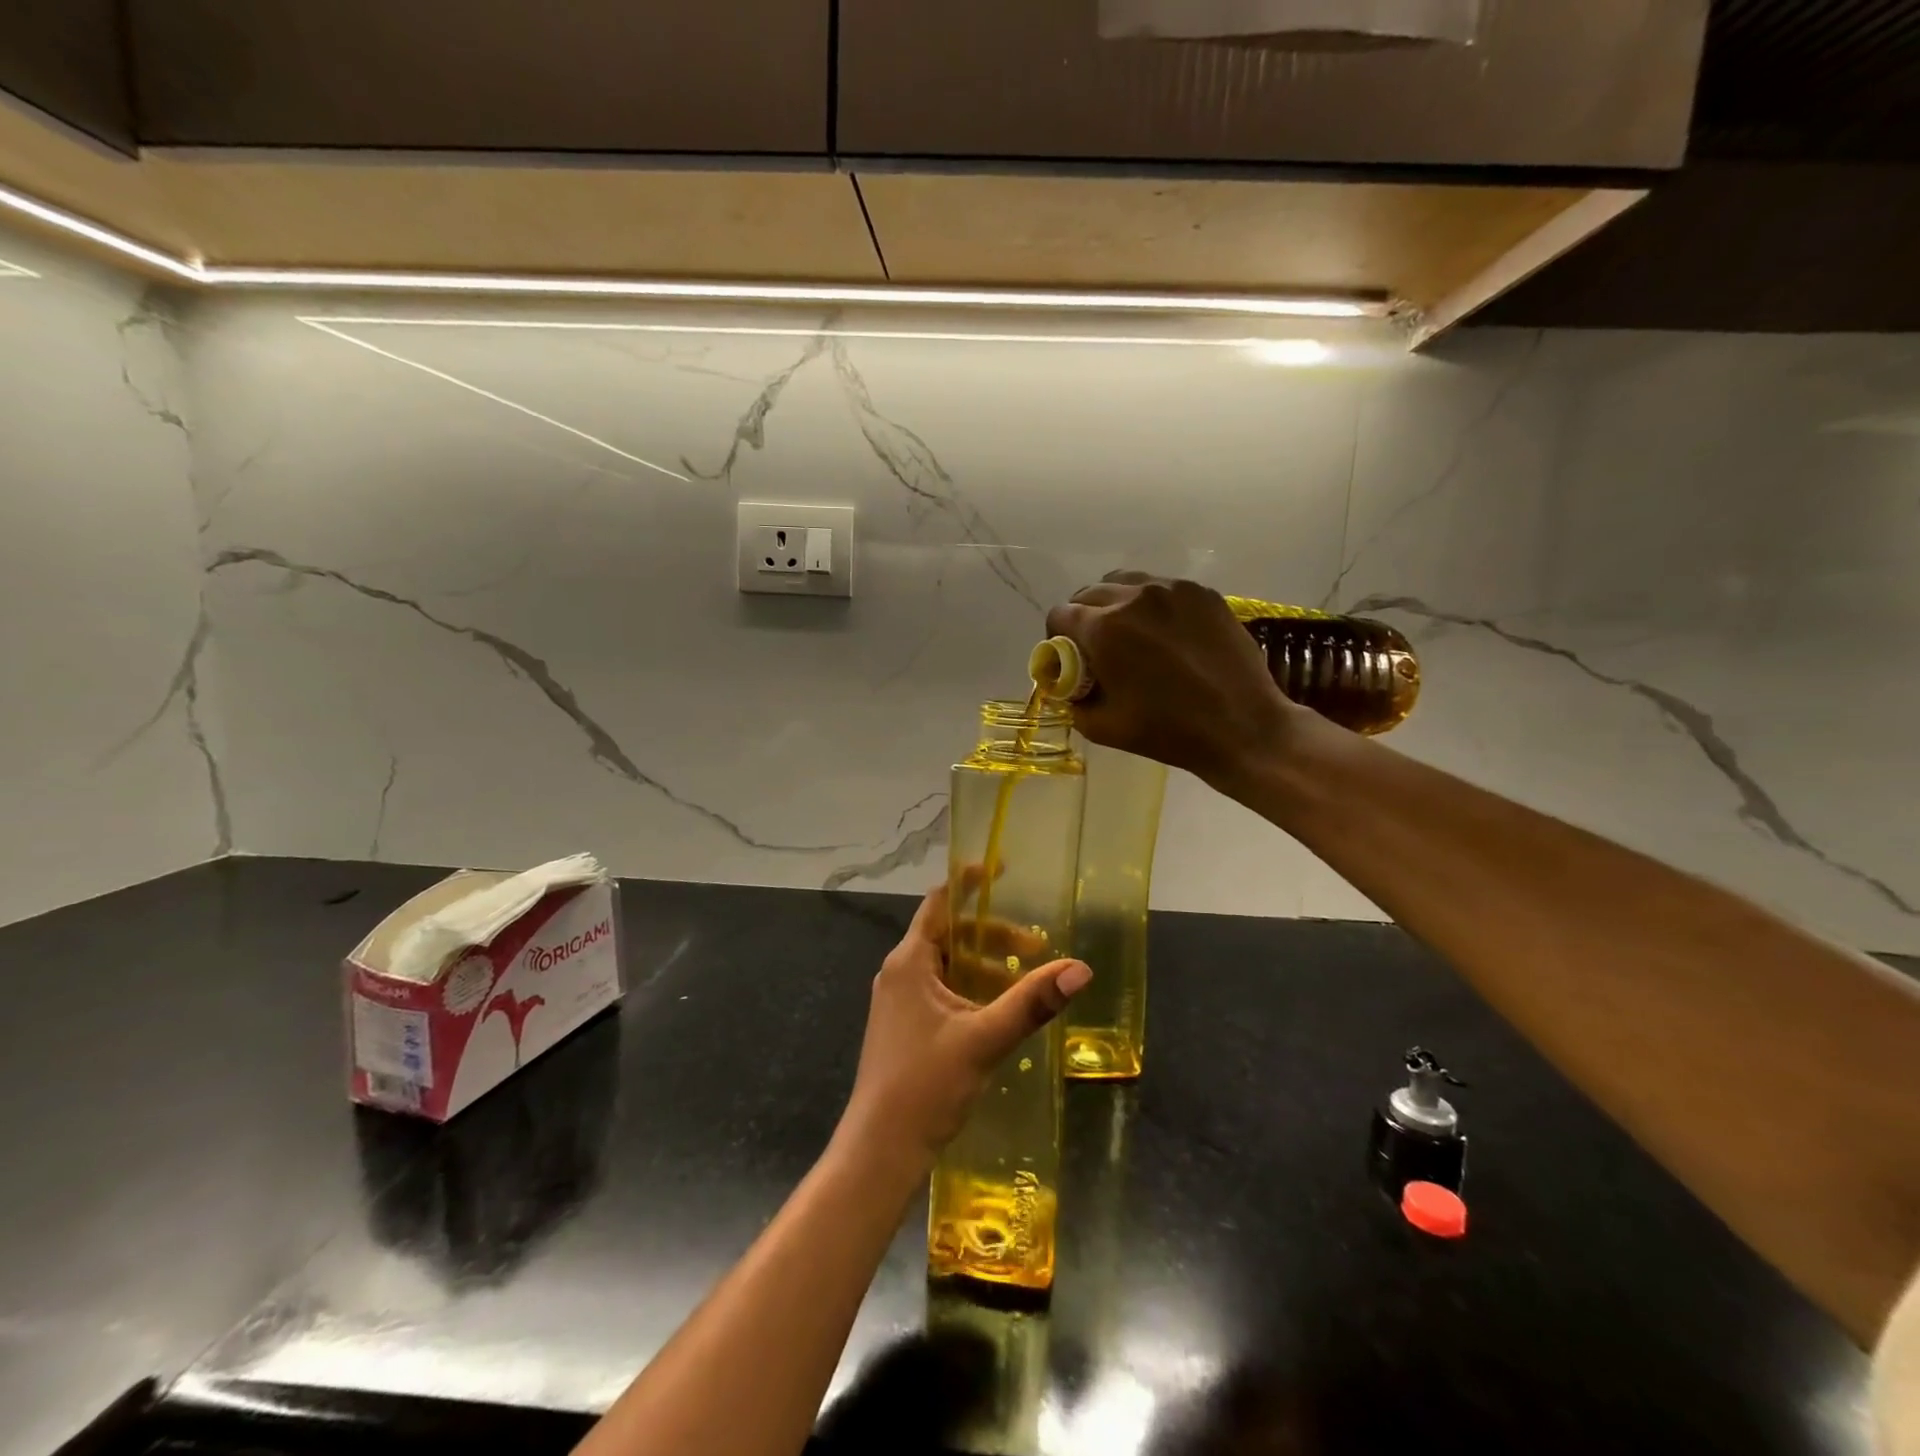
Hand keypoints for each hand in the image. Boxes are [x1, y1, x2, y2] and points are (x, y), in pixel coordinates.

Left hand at [837, 880, 1090, 1173]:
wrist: (880, 1150)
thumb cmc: (925, 1084)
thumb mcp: (985, 1039)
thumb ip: (1031, 1002)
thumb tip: (1080, 970)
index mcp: (910, 961)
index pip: (940, 902)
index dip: (970, 881)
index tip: (1002, 868)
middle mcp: (901, 972)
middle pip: (950, 935)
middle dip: (993, 936)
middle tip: (1036, 946)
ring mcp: (900, 1001)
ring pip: (948, 966)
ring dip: (986, 967)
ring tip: (1026, 983)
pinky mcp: (905, 1026)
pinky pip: (942, 992)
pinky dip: (972, 990)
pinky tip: (1000, 1012)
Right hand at [1045, 571, 1297, 785]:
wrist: (1242, 727)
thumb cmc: (1168, 732)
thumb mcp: (1103, 728)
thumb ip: (1074, 701)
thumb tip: (1068, 686)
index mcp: (1104, 629)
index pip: (1060, 614)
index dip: (1057, 637)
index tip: (1069, 657)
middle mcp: (1133, 597)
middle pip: (1089, 593)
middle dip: (1084, 618)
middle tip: (1097, 648)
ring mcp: (1172, 590)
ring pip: (1125, 583)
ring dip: (1115, 604)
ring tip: (1129, 633)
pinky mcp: (1202, 593)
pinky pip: (1162, 588)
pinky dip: (1151, 605)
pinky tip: (1165, 633)